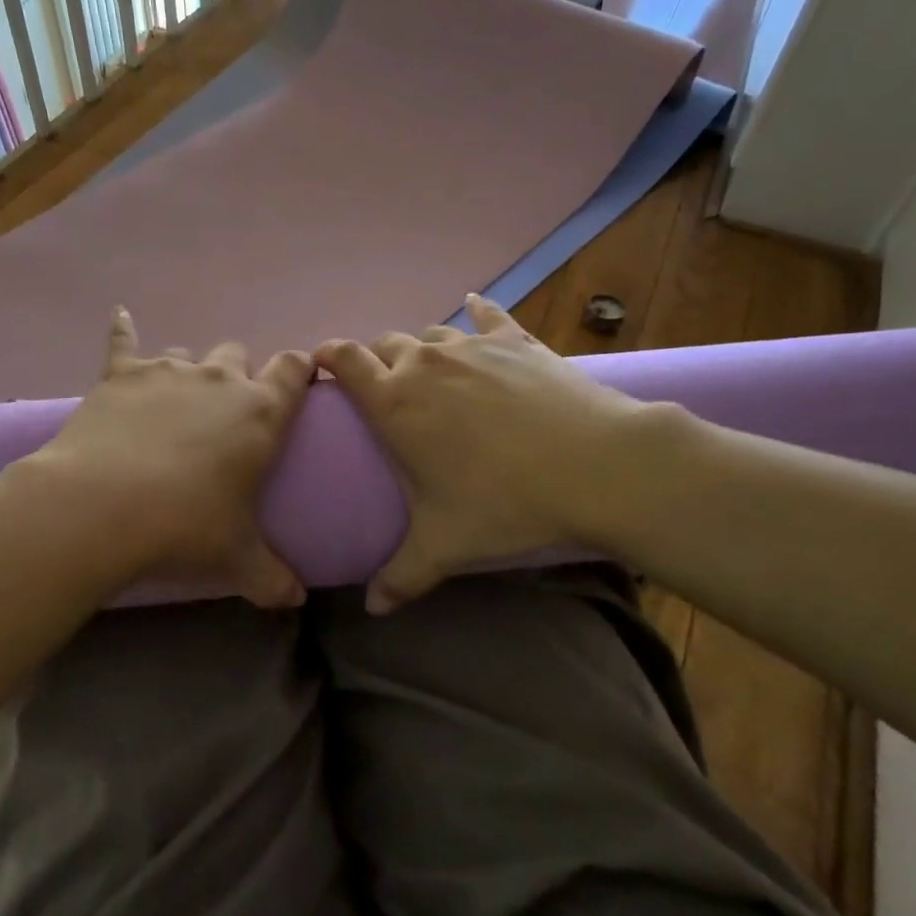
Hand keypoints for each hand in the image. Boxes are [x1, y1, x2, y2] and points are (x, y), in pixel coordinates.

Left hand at [29, 308, 314, 607]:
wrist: (101, 506)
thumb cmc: (184, 527)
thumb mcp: (236, 557)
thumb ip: (273, 577)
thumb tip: (297, 600)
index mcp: (260, 411)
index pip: (293, 370)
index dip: (298, 371)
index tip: (298, 380)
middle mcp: (219, 379)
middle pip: (237, 356)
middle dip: (236, 377)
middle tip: (224, 416)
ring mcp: (168, 370)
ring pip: (188, 354)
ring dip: (188, 374)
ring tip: (174, 406)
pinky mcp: (122, 372)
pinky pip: (124, 341)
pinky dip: (123, 330)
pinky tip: (119, 315)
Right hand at [314, 295, 683, 612]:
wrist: (595, 464)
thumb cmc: (505, 501)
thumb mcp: (445, 545)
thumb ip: (401, 575)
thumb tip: (373, 609)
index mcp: (394, 402)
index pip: (344, 361)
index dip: (327, 356)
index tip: (320, 364)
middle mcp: (424, 363)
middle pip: (384, 344)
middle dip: (376, 361)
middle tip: (385, 390)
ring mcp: (471, 347)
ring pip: (430, 334)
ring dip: (422, 350)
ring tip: (432, 374)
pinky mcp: (515, 340)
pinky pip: (488, 316)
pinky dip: (478, 313)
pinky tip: (475, 306)